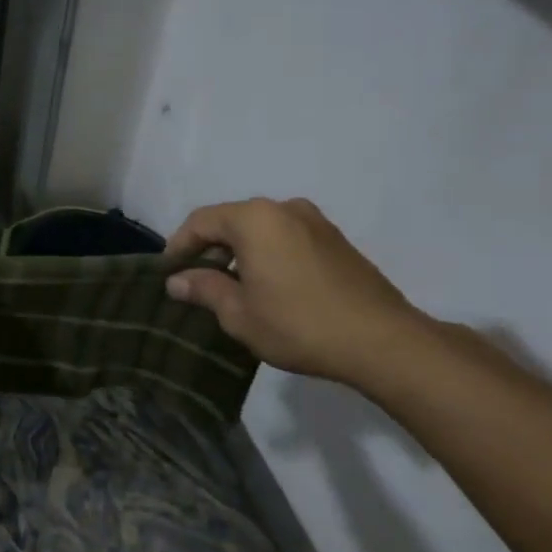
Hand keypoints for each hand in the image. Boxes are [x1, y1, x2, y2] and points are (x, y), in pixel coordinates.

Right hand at [164, 197, 427, 385]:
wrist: (383, 342)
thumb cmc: (298, 324)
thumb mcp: (239, 313)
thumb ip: (204, 289)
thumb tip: (176, 281)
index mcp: (254, 218)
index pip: (201, 221)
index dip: (179, 245)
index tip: (168, 272)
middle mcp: (284, 208)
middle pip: (232, 220)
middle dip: (209, 248)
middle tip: (196, 280)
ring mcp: (315, 222)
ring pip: (261, 229)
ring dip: (240, 252)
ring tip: (231, 286)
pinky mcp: (336, 240)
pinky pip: (286, 238)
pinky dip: (267, 254)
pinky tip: (268, 286)